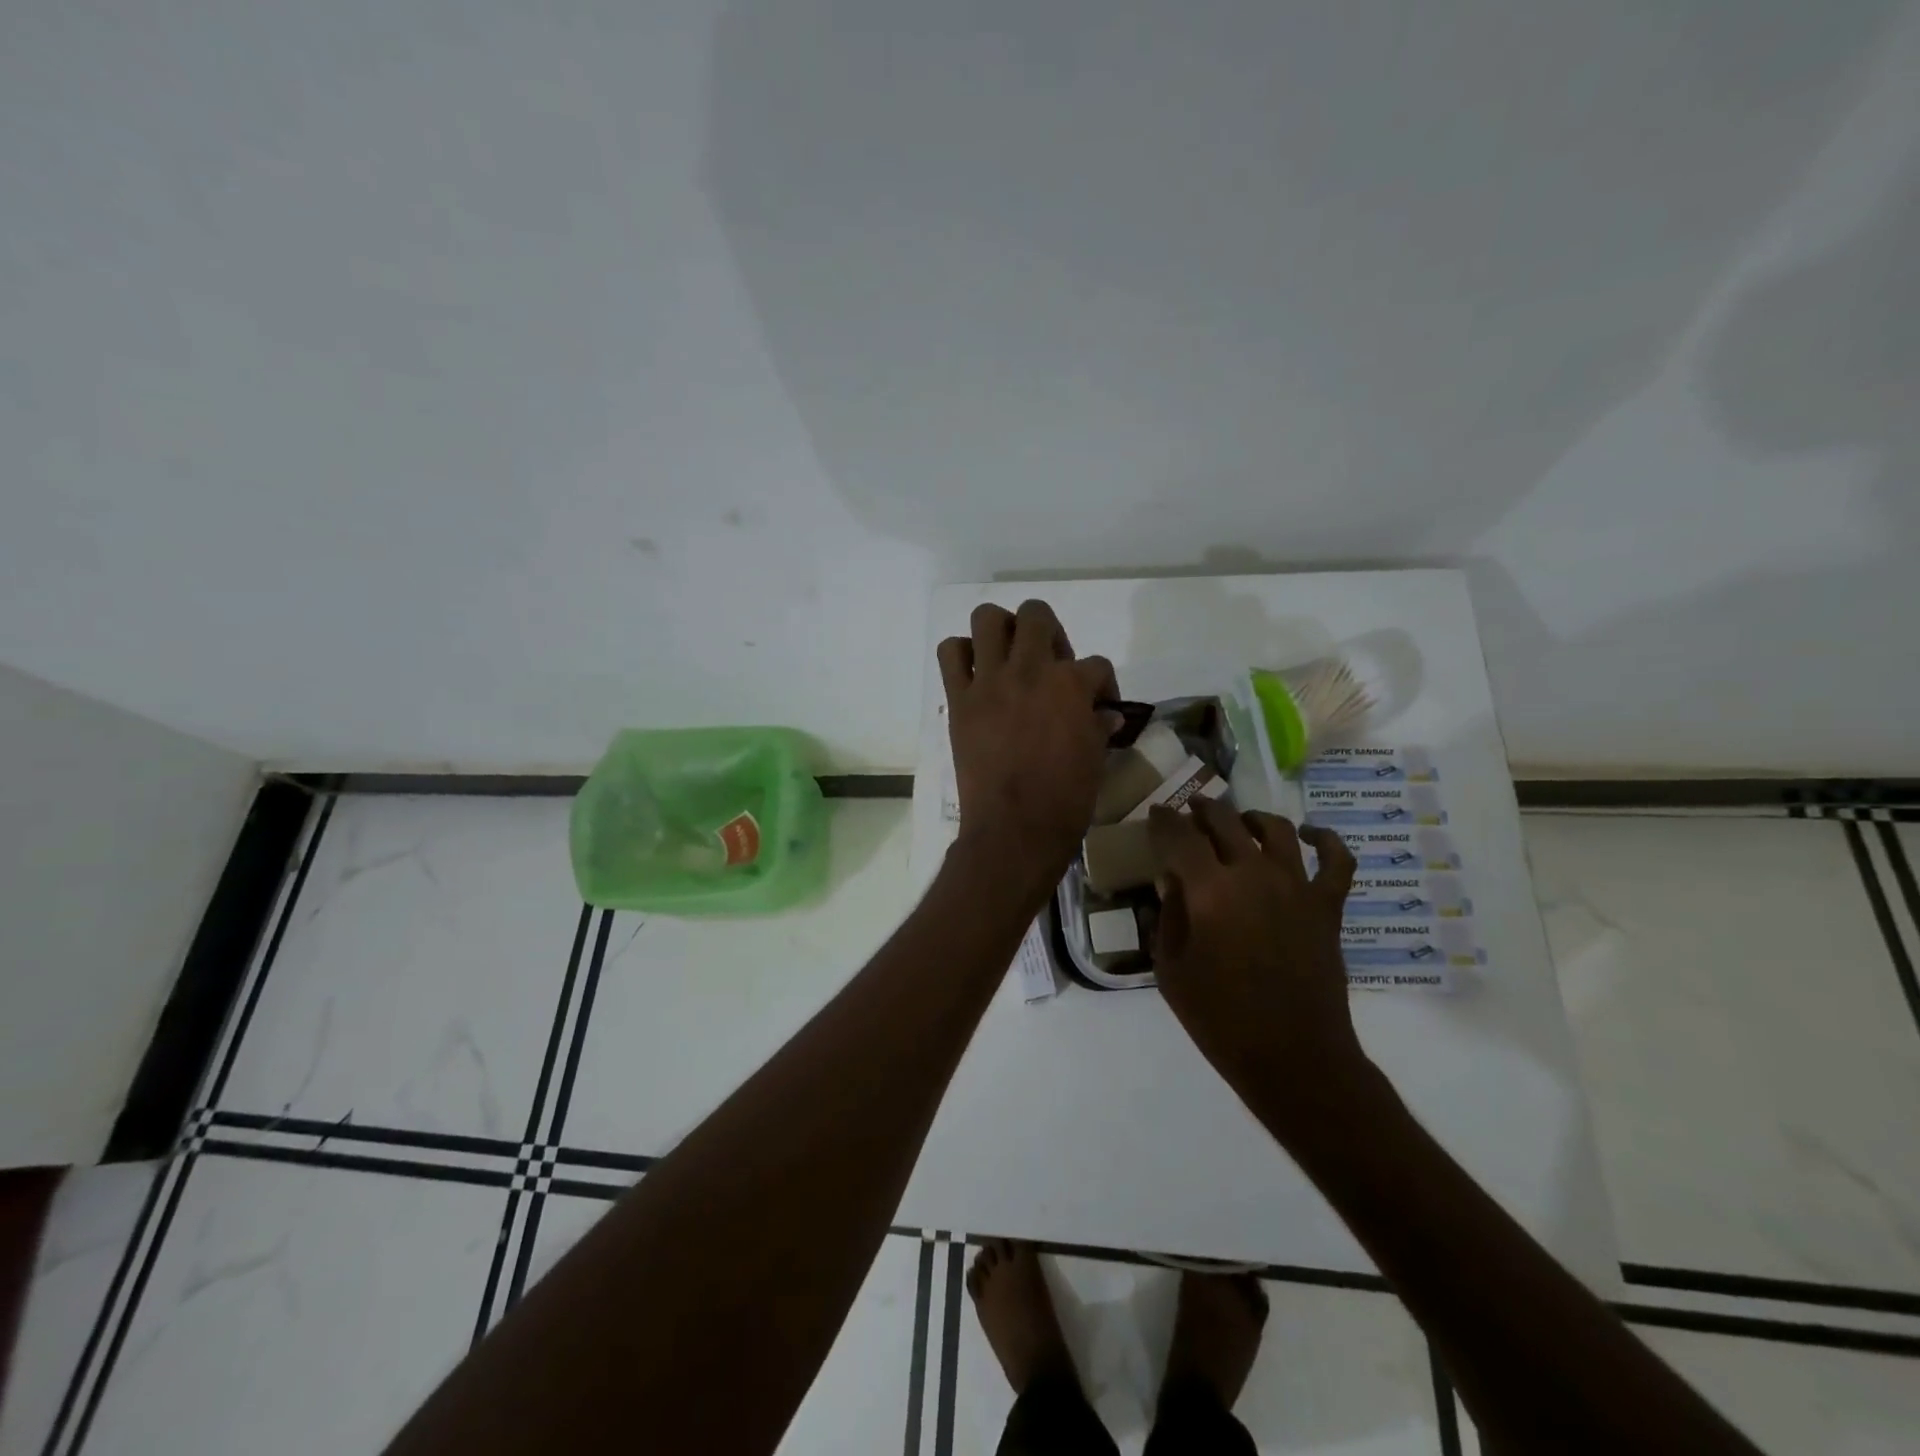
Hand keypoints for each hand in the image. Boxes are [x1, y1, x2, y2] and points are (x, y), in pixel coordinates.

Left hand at [938, 600, 1118, 898]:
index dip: (1103, 683)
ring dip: (1000, 629)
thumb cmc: (1064, 800)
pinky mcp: (960, 699)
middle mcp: (1030, 670)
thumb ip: (1099, 727)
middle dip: (1049, 631)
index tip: (1099, 704)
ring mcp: (990, 681)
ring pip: (987, 618)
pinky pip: (950, 654)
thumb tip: (1107, 714)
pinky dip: (961, 654)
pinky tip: (975, 673)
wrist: (1014, 829)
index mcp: (1071, 685)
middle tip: (1049, 661)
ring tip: (1008, 654)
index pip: (1096, 664)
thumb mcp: (1095, 760)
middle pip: (1037, 615)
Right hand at [1147, 797, 1368, 1116]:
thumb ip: (1168, 916)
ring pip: (1275, 829)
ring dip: (1251, 818)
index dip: (1164, 820)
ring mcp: (1297, 887)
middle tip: (1189, 812)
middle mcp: (1254, 875)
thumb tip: (1170, 880)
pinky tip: (1309, 835)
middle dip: (1202, 810)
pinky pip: (1336, 860)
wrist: (1293, 1058)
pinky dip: (1324, 840)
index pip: (1180, 836)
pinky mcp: (1327, 906)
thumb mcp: (1172, 969)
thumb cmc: (1220, 1019)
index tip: (1156, 813)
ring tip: (1240, 822)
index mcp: (1210, 891)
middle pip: (1225, 821)